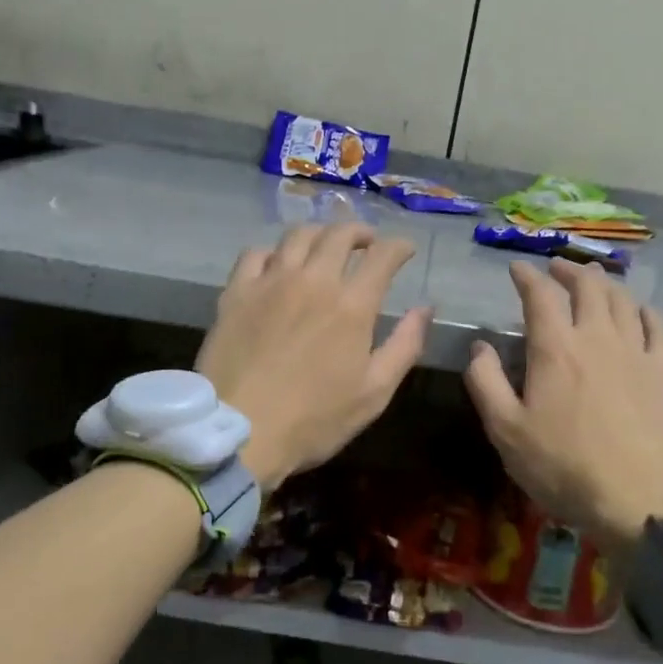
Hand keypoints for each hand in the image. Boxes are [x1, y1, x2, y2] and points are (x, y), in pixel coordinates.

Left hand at [196, 224, 432, 489]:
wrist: (240, 431)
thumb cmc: (314, 420)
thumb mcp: (374, 393)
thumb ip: (405, 346)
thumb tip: (425, 308)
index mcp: (352, 305)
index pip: (383, 255)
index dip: (399, 247)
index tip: (405, 250)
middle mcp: (313, 281)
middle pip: (340, 235)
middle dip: (360, 232)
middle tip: (367, 243)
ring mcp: (270, 282)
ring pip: (298, 235)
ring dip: (320, 234)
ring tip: (325, 246)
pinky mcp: (236, 292)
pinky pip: (256, 253)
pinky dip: (274, 252)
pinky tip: (278, 265)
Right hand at [464, 261, 662, 556]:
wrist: (634, 498)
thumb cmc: (561, 466)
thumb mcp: (505, 430)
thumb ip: (485, 382)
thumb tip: (480, 347)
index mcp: (555, 349)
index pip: (540, 296)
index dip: (527, 277)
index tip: (516, 269)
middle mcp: (597, 338)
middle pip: (587, 287)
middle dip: (568, 271)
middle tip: (555, 269)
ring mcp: (635, 352)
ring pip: (622, 300)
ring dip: (604, 283)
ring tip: (593, 279)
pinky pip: (657, 327)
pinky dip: (644, 310)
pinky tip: (638, 311)